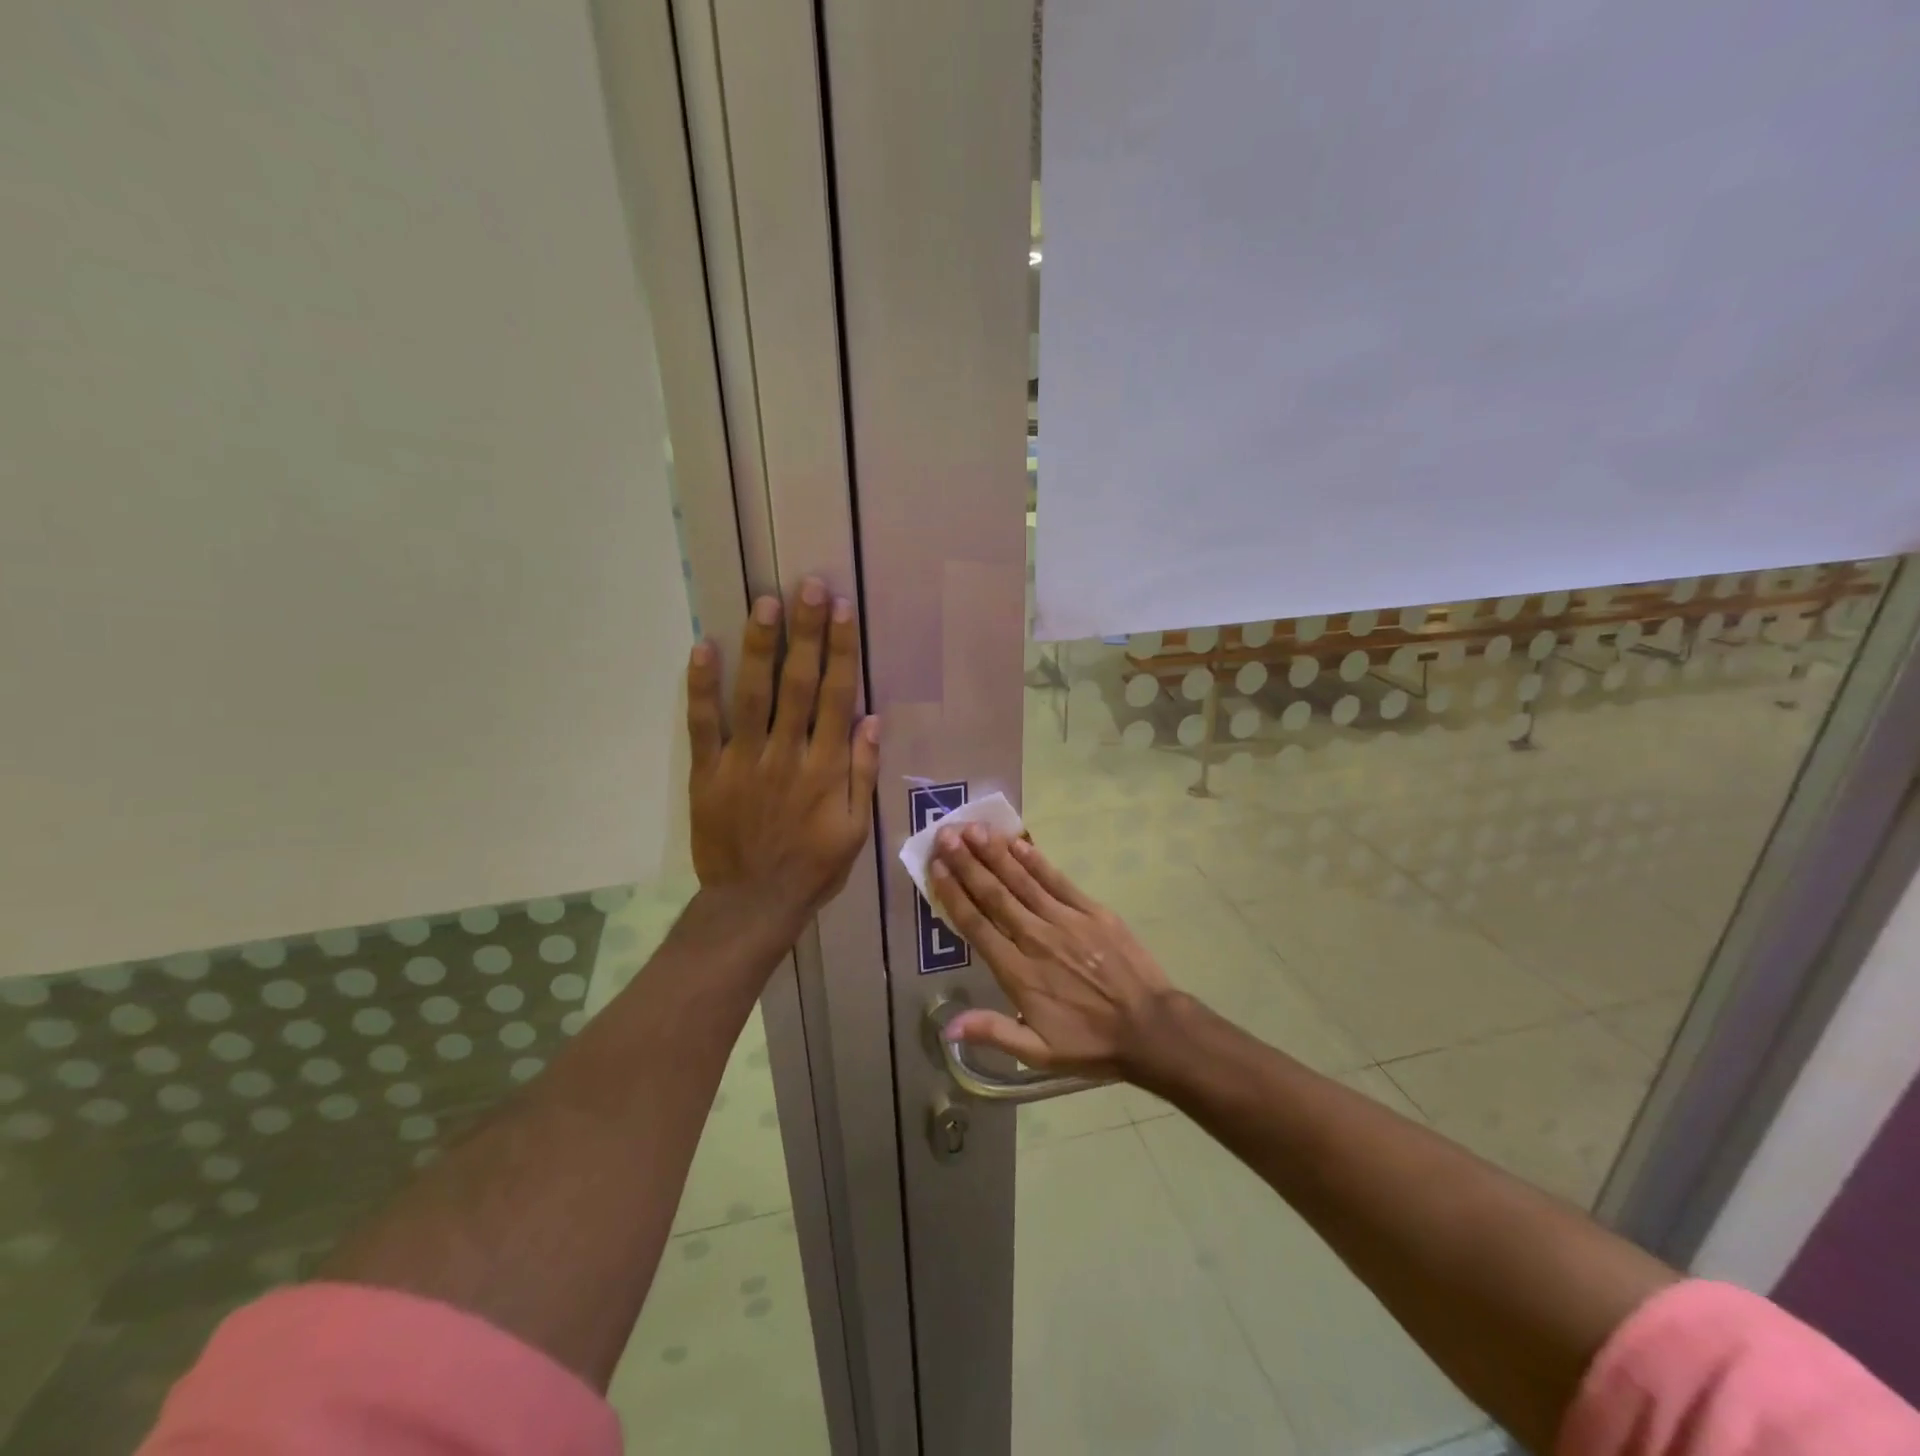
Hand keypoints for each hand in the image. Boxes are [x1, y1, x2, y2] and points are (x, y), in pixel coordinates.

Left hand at [686, 578, 879, 926]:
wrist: (754, 904)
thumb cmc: (813, 867)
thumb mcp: (856, 829)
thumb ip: (862, 773)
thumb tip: (870, 719)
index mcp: (826, 769)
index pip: (836, 697)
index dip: (841, 651)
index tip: (843, 611)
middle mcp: (787, 755)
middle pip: (798, 684)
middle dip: (805, 633)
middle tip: (808, 586)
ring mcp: (743, 762)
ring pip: (753, 695)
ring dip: (759, 646)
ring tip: (765, 603)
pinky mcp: (708, 774)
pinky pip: (703, 725)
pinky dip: (702, 687)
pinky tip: (703, 647)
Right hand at [929, 826, 1178, 1079]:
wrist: (1150, 1028)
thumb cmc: (1090, 1043)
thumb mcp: (1038, 1052)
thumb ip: (993, 1032)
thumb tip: (947, 1027)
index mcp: (1018, 972)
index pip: (977, 925)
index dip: (953, 894)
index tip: (935, 867)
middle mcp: (1036, 938)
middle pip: (994, 894)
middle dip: (967, 863)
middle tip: (946, 834)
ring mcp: (1065, 920)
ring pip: (1022, 880)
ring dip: (995, 853)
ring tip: (973, 829)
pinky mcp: (1092, 910)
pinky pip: (1057, 880)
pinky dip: (1035, 860)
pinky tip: (1017, 842)